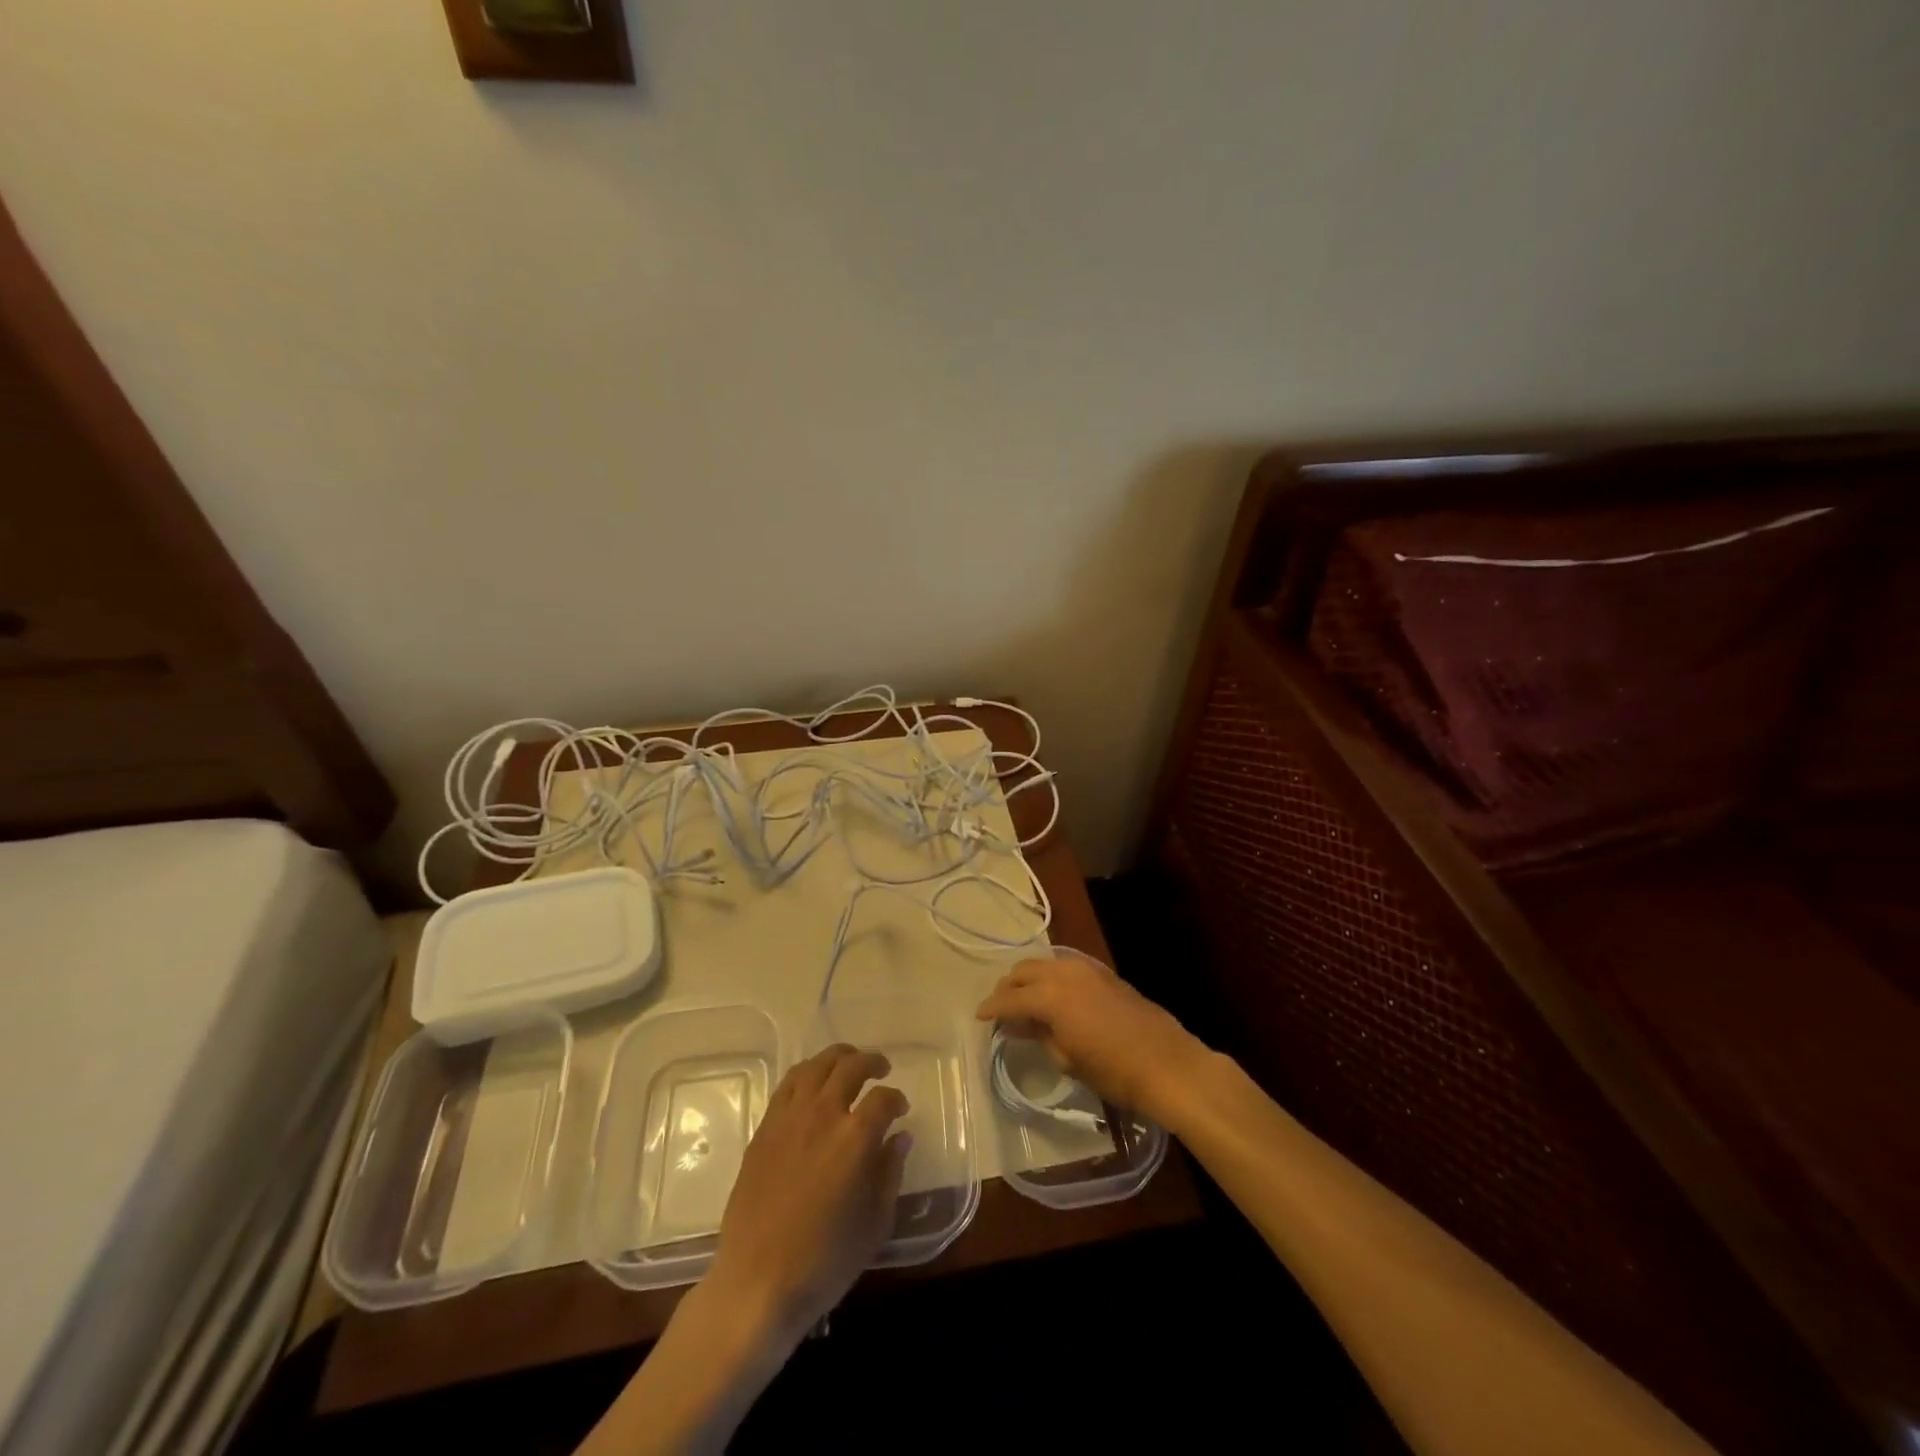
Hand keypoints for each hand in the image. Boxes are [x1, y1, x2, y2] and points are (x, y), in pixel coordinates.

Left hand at [707, 1044, 911, 1342]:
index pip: (883, 1098)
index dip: (896, 1098)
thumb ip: (890, 1172)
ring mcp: (789, 1119)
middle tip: (881, 1068)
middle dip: (870, 1062)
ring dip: (837, 1058)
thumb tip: (900, 1137)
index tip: (901, 1108)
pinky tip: (813, 1085)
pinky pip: (787, 1085)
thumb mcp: (874, 1223)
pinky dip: (807, 1074)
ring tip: (848, 1064)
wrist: (757, 1283)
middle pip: (849, 1067)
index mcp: (855, 1137)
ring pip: (815, 1066)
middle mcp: (822, 1115)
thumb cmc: (825, 1261)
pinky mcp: (764, 1130)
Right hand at [976, 954, 1210, 1123]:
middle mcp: (1065, 972)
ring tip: (1024, 1001)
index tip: (980, 1016)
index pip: (1010, 998)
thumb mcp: (1068, 1060)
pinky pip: (1066, 966)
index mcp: (1051, 996)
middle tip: (1001, 1008)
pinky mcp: (1104, 973)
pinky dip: (1051, 976)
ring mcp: (1087, 968)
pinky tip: (1052, 996)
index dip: (991, 1007)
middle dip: (1008, 987)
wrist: (1168, 1064)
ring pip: (1045, 963)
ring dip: (1030, 978)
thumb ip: (1038, 1035)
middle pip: (1024, 971)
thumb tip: (1017, 1025)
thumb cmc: (1114, 1071)